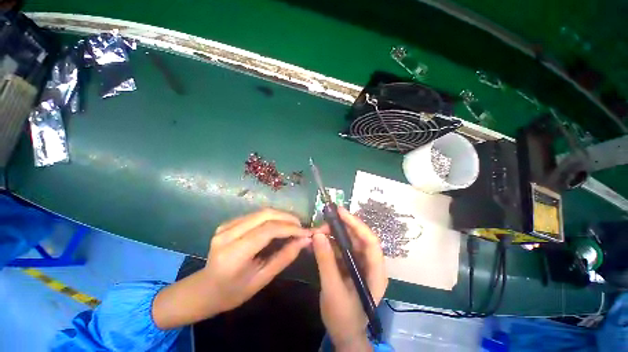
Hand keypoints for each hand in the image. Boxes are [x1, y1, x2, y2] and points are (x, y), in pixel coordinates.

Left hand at [153, 209, 310, 328]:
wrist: (203, 289)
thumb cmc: (232, 292)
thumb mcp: (261, 279)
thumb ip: (284, 257)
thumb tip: (304, 241)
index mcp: (233, 254)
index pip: (268, 231)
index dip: (290, 228)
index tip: (307, 232)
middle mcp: (227, 234)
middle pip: (265, 215)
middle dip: (288, 218)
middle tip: (302, 226)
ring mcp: (225, 226)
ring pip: (261, 212)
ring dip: (281, 216)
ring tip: (294, 225)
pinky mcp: (228, 222)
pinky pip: (256, 215)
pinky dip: (272, 217)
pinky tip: (280, 225)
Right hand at [312, 207, 387, 350]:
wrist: (344, 334)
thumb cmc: (343, 317)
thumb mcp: (333, 290)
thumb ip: (326, 261)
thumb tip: (317, 235)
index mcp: (375, 272)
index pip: (370, 241)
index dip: (357, 224)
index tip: (340, 212)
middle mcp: (370, 264)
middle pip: (359, 238)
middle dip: (341, 228)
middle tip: (323, 222)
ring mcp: (360, 264)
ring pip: (349, 241)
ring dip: (333, 235)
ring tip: (318, 231)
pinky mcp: (350, 265)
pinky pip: (341, 249)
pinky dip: (330, 243)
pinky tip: (319, 241)